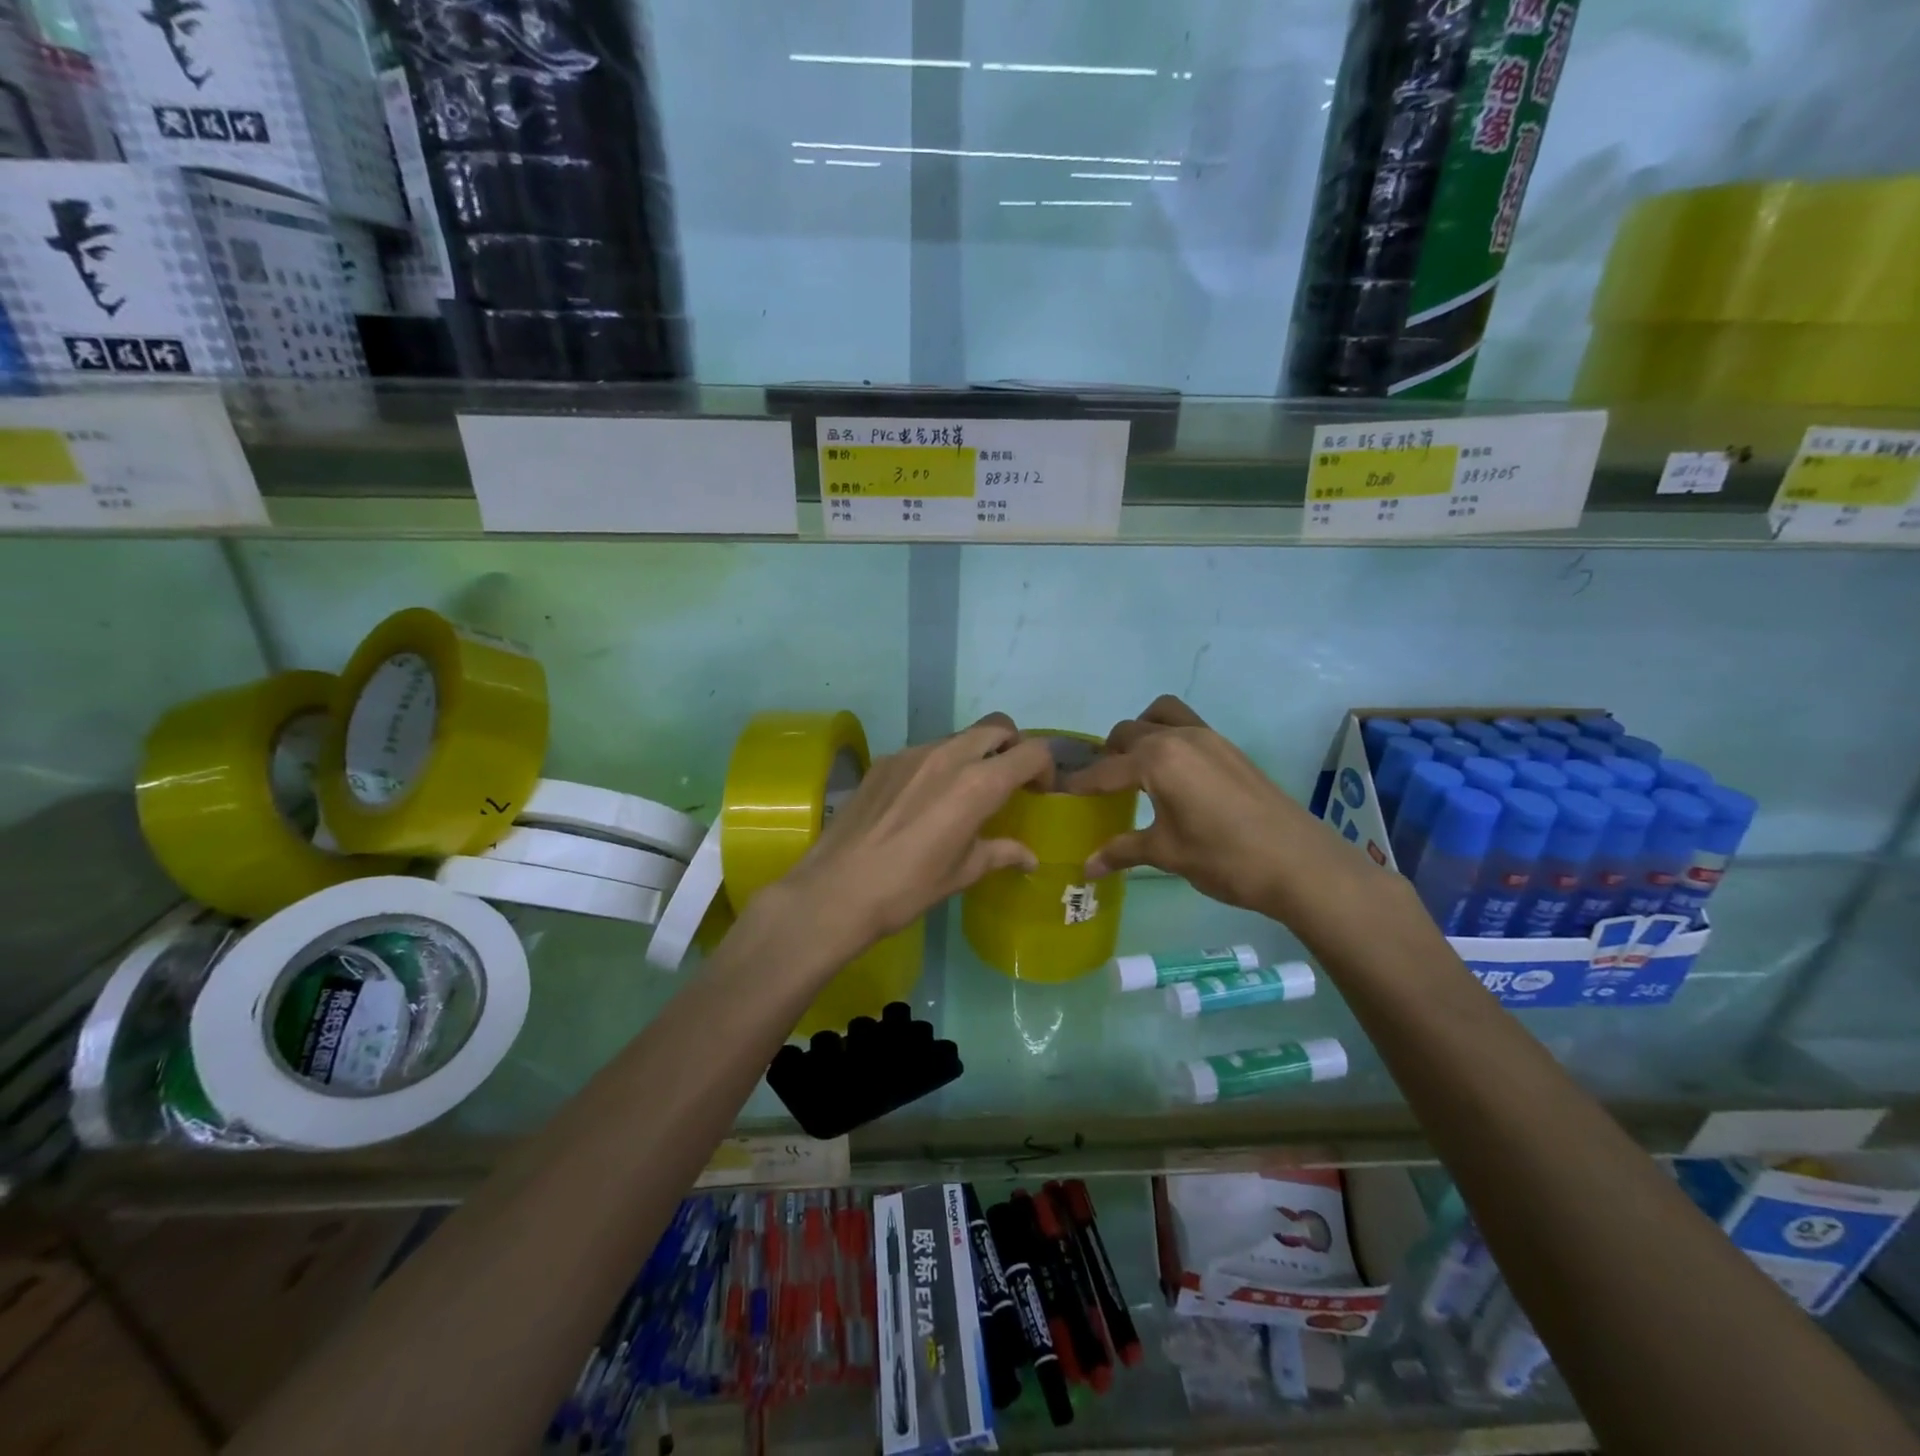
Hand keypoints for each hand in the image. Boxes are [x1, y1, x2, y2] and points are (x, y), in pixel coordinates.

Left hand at [778, 715, 1055, 960]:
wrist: (836, 890)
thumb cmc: (908, 888)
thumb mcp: (962, 873)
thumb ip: (1000, 853)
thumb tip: (1029, 857)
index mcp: (978, 784)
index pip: (1031, 751)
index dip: (1045, 768)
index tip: (1039, 792)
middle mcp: (949, 756)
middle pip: (997, 728)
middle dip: (1013, 747)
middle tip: (1009, 781)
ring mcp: (912, 753)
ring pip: (959, 737)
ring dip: (975, 754)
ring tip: (965, 791)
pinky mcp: (884, 760)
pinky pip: (925, 750)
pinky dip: (939, 765)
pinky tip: (923, 800)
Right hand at [1068, 695, 1368, 917]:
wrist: (1299, 863)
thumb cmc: (1224, 858)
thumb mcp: (1167, 854)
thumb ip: (1123, 851)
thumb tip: (1086, 867)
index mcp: (1157, 759)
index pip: (1106, 769)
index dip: (1081, 783)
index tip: (1060, 793)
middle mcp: (1179, 737)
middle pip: (1129, 732)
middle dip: (1109, 755)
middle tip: (1101, 787)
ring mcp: (1209, 737)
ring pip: (1161, 716)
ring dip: (1142, 734)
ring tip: (1136, 769)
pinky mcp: (1230, 748)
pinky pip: (1187, 727)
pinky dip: (1168, 739)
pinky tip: (1172, 778)